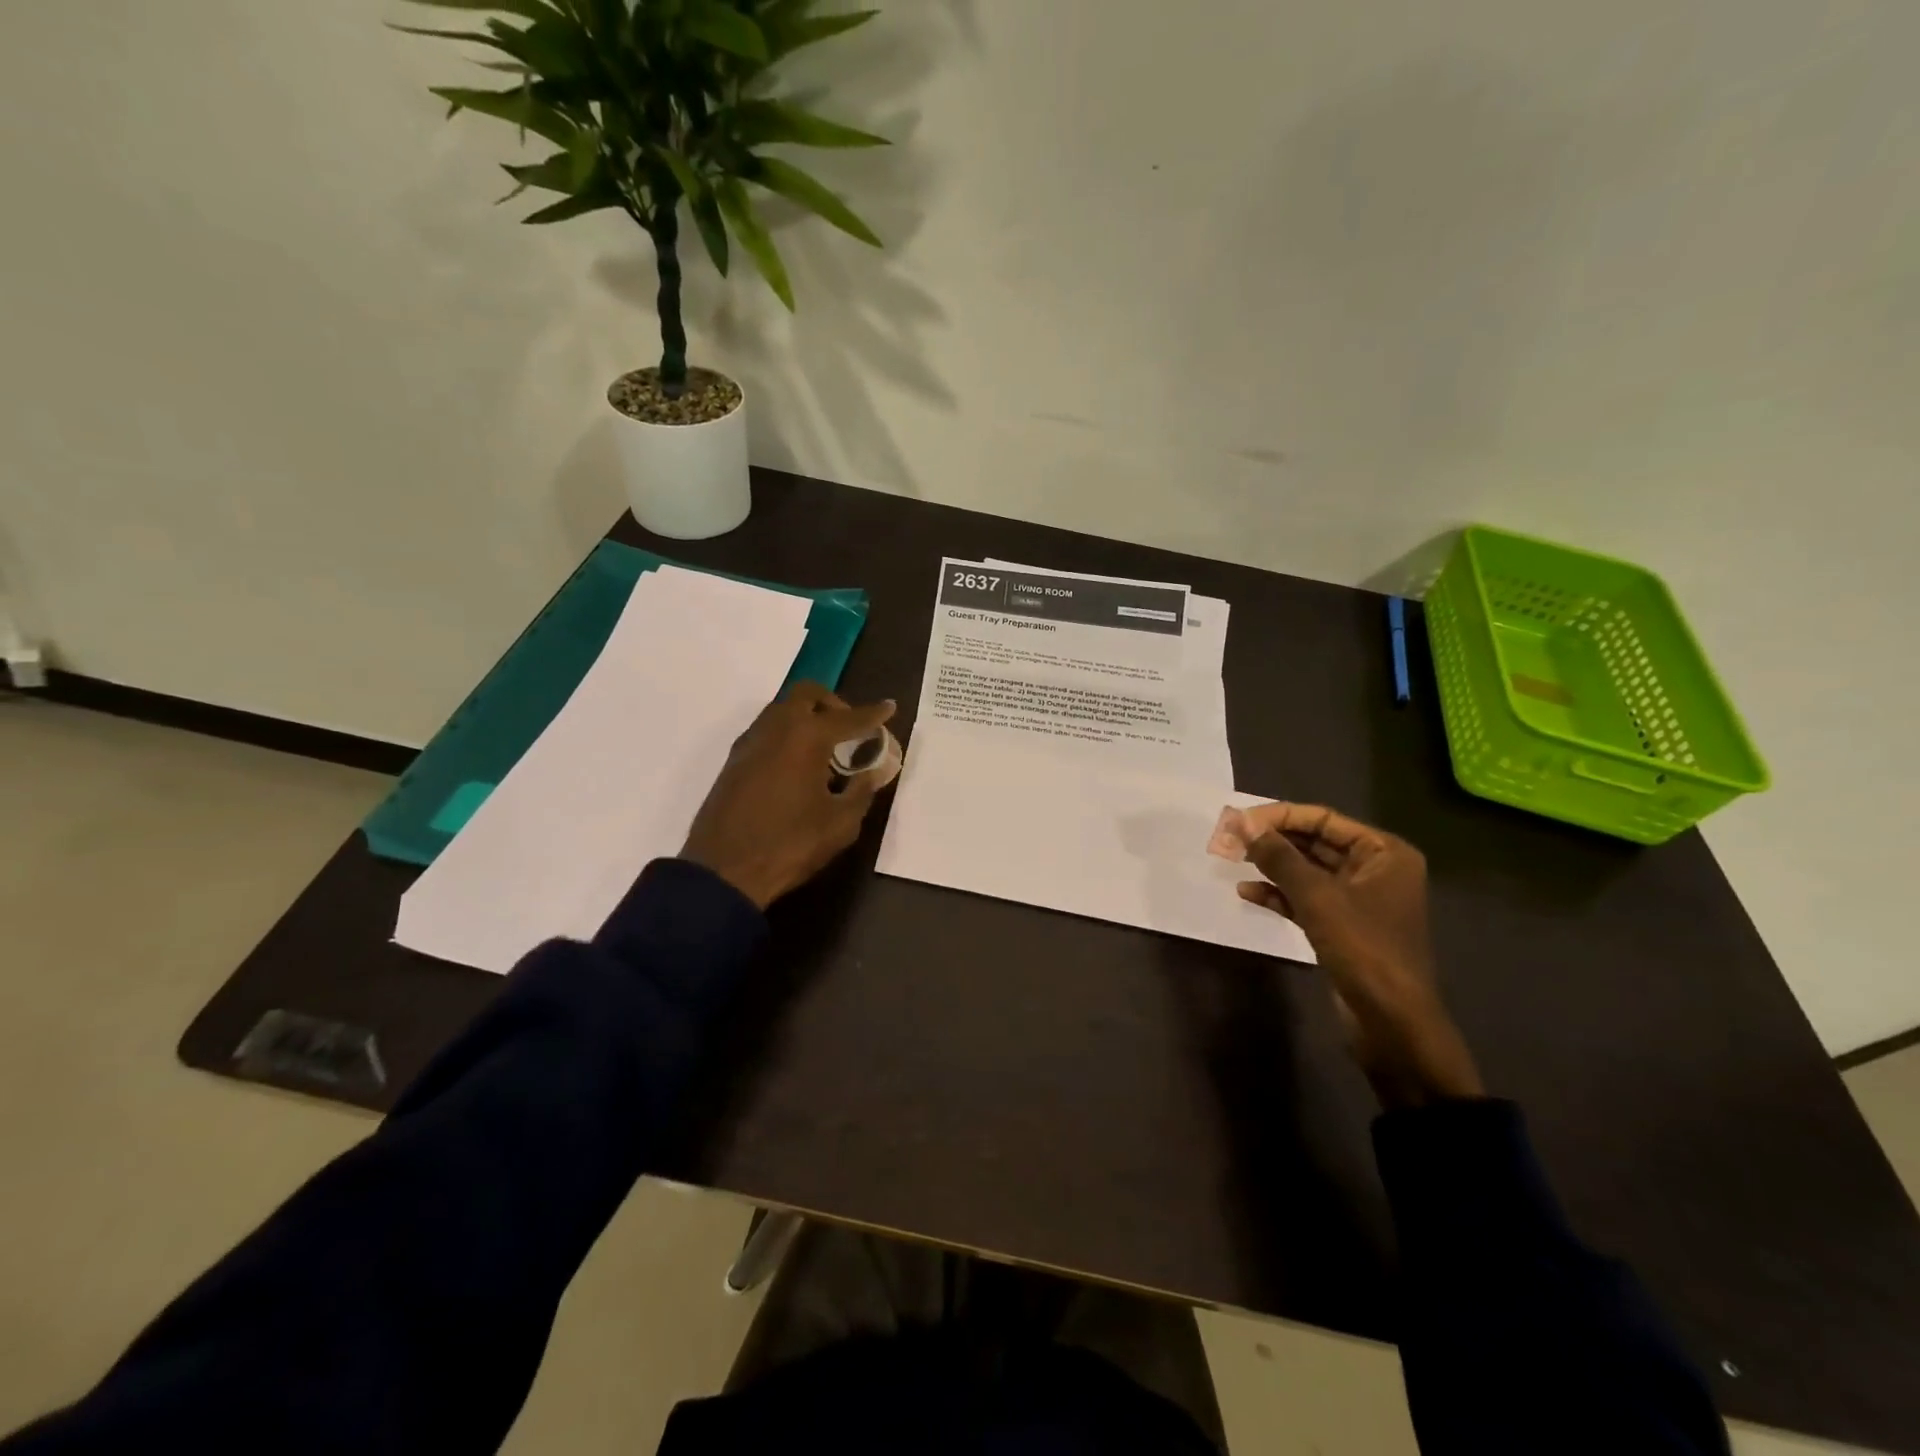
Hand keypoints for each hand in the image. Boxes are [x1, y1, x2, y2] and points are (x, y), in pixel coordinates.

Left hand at [681, 682, 897, 909]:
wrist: (723, 871)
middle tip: (850, 729)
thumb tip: (878, 768)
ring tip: (824, 751)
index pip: (849, 717)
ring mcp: (750, 742)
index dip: (874, 713)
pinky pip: (767, 731)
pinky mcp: (734, 760)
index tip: (889, 707)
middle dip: (833, 704)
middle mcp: (777, 728)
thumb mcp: (840, 822)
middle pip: (808, 695)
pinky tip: (797, 767)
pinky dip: (787, 735)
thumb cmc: (790, 844)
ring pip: (783, 710)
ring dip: (806, 717)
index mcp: (807, 737)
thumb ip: (863, 789)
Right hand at [1234, 802, 1483, 1109]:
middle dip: (1273, 841)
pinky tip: (1247, 893)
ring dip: (1272, 866)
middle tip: (1230, 839)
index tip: (1240, 821)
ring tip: (1233, 861)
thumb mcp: (1317, 896)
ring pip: (1307, 872)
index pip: (1324, 819)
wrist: (1392, 1022)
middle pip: (1315, 843)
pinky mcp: (1342, 927)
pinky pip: (1306, 899)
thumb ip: (1279, 856)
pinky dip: (1279, 894)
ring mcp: (1358, 900)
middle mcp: (1374, 870)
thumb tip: (1242, 824)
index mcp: (1383, 853)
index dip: (1280, 816)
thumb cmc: (1362, 947)